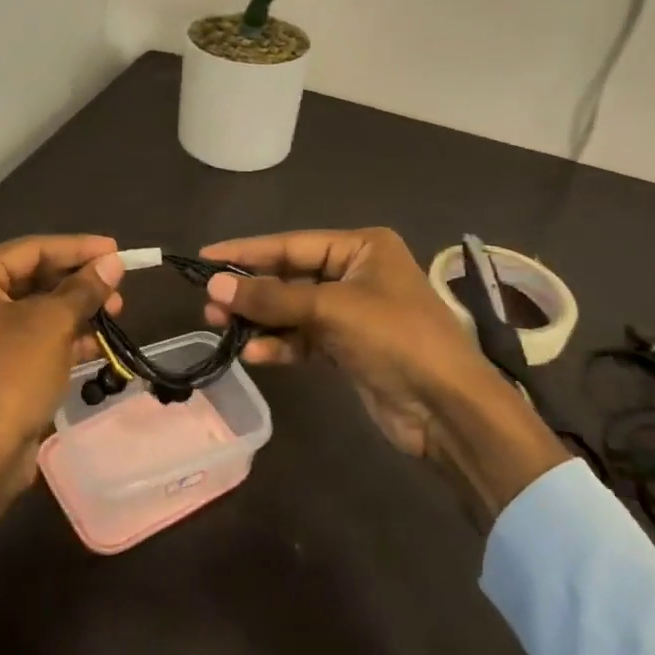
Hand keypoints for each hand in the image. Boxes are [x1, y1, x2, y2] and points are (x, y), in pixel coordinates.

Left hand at [0, 235, 124, 574]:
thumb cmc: (9, 375)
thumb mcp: (52, 324)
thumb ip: (84, 288)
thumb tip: (112, 262)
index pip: (32, 249)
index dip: (78, 248)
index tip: (117, 250)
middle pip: (32, 278)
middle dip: (78, 283)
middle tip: (119, 286)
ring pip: (34, 310)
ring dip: (75, 310)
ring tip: (116, 311)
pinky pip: (29, 339)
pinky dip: (61, 338)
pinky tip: (97, 342)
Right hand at [201, 228, 567, 523]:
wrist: (449, 411)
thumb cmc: (396, 339)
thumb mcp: (331, 310)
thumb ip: (271, 298)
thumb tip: (214, 286)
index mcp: (362, 247)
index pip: (291, 244)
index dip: (247, 251)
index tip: (205, 256)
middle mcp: (356, 273)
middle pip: (290, 277)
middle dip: (251, 292)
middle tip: (208, 304)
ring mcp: (352, 313)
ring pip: (293, 311)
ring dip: (260, 321)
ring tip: (220, 328)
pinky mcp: (348, 349)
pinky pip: (304, 339)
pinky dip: (280, 345)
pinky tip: (254, 355)